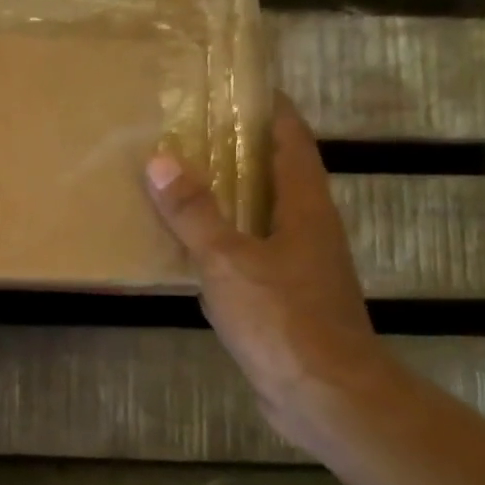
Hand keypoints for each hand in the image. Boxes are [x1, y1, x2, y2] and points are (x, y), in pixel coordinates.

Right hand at [144, 96, 382, 424]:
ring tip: (187, 179)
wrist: (325, 397)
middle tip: (195, 130)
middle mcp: (308, 230)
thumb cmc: (282, 319)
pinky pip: (251, 252)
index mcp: (304, 209)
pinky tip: (193, 246)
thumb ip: (194, 213)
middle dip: (242, 150)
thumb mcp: (228, 260)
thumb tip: (160, 161)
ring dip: (232, 195)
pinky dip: (225, 238)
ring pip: (263, 216)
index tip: (241, 87)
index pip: (292, 143)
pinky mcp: (286, 299)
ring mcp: (300, 267)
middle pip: (278, 175)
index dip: (272, 111)